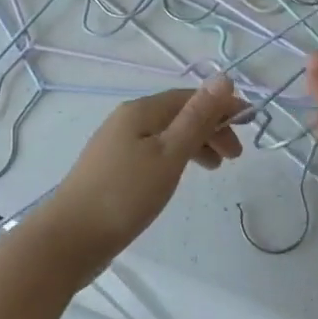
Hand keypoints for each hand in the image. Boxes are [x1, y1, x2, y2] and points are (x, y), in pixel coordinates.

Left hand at [37, 77, 244, 278]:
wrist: (68, 240)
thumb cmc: (125, 195)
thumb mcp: (169, 154)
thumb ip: (197, 117)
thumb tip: (224, 77)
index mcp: (141, 110)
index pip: (190, 97)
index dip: (221, 106)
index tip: (249, 124)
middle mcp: (127, 119)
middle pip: (178, 114)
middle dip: (211, 128)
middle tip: (235, 156)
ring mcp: (115, 145)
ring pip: (166, 135)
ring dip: (195, 145)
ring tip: (216, 169)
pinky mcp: (110, 169)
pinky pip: (153, 152)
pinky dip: (175, 159)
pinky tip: (178, 177)